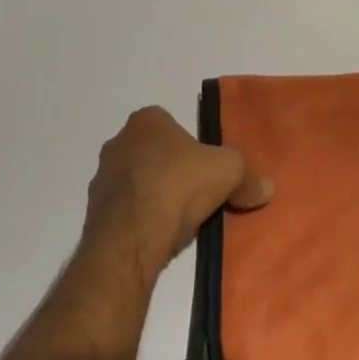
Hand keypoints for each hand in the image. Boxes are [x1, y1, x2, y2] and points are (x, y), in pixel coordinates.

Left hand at [83, 106, 272, 279]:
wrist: (130, 239)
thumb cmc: (178, 187)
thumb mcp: (228, 172)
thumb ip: (248, 175)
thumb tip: (266, 188)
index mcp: (146, 120)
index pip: (171, 124)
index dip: (190, 146)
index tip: (204, 169)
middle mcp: (119, 141)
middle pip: (153, 152)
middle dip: (170, 170)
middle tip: (194, 194)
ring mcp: (101, 178)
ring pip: (135, 182)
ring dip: (152, 196)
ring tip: (177, 222)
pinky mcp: (92, 214)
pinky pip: (122, 212)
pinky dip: (138, 221)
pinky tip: (156, 237)